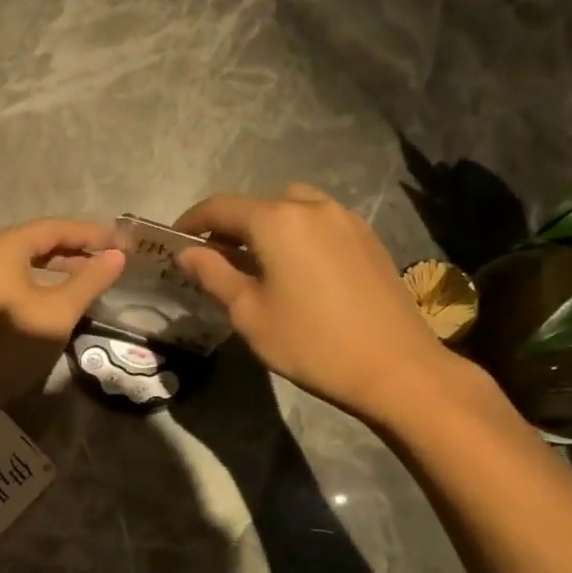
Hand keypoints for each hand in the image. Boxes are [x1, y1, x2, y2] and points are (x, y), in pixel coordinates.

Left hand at [0, 219, 125, 409]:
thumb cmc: (13, 343)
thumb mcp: (59, 311)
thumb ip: (90, 280)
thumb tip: (117, 256)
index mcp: (4, 247)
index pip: (55, 228)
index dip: (91, 234)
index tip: (121, 242)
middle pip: (39, 240)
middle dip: (76, 247)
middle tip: (110, 256)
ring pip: (28, 260)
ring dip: (61, 265)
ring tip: (92, 274)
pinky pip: (17, 278)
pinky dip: (42, 280)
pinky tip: (62, 294)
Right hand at [175, 184, 458, 423]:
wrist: (396, 368)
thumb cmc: (310, 342)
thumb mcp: (248, 312)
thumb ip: (213, 275)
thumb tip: (188, 253)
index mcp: (277, 221)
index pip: (220, 207)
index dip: (192, 221)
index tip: (175, 240)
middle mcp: (313, 208)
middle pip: (258, 204)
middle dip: (229, 226)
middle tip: (214, 258)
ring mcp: (346, 221)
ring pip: (293, 208)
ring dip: (267, 226)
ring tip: (257, 262)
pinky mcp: (368, 240)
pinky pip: (320, 223)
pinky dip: (297, 235)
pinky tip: (296, 271)